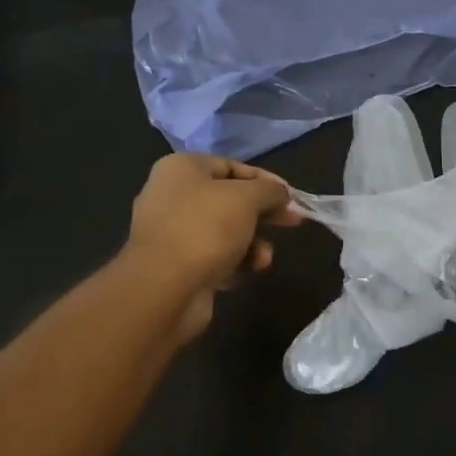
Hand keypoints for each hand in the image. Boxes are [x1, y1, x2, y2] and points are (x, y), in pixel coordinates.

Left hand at [125, 154, 302, 341]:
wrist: (163, 290)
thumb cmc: (205, 229)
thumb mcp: (247, 198)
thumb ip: (269, 190)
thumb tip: (281, 193)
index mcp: (181, 169)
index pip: (232, 166)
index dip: (265, 180)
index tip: (292, 197)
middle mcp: (171, 196)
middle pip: (229, 200)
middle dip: (263, 214)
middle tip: (293, 223)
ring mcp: (170, 233)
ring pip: (224, 232)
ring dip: (251, 245)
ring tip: (262, 260)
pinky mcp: (174, 266)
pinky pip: (212, 258)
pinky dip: (231, 265)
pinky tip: (239, 276)